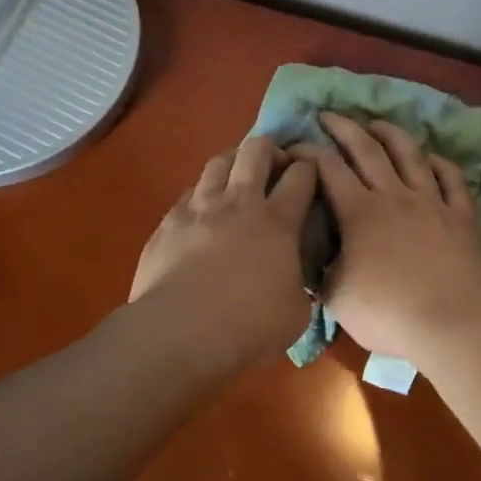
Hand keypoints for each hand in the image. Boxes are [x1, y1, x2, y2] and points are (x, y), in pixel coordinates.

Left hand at [130, 136, 318, 365]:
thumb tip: (298, 281)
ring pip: (219, 162)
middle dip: (270, 149)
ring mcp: (201, 207)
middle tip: (275, 166)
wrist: (180, 332)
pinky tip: (204, 208)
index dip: (309, 166)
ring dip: (234, 161)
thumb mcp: (296, 313)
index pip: (301, 175)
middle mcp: (240, 203)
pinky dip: (203, 193)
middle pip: (256, 151)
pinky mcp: (170, 221)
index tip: (311, 171)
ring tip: (238, 175)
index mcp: (278, 222)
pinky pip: (190, 192)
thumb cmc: (247, 326)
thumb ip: (301, 285)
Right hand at [288, 114, 480, 362]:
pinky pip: (451, 179)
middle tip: (329, 115)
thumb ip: (320, 273)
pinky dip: (440, 163)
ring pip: (410, 155)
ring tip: (377, 124)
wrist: (454, 324)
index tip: (294, 147)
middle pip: (367, 150)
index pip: (328, 169)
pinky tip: (432, 158)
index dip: (309, 153)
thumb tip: (310, 261)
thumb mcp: (337, 298)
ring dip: (391, 134)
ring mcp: (432, 202)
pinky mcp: (461, 215)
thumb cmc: (390, 313)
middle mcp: (394, 195)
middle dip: (345, 128)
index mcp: (359, 212)